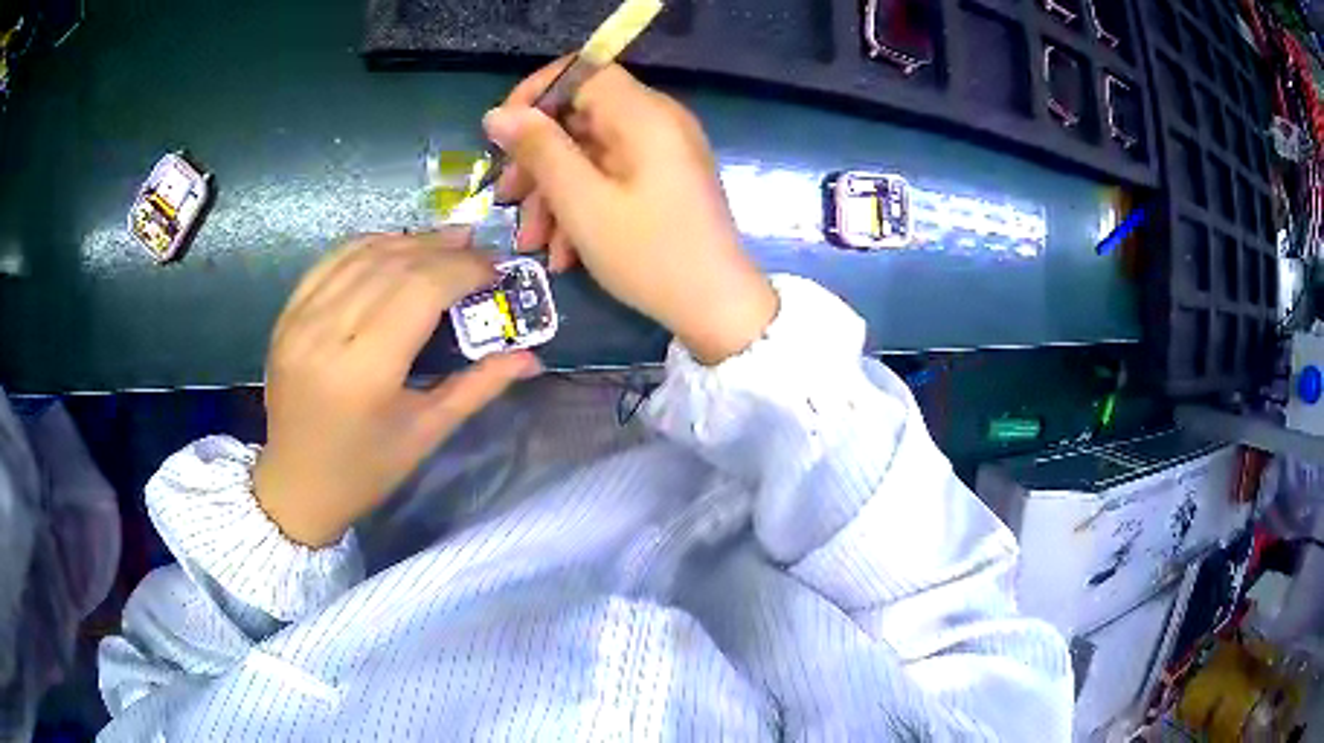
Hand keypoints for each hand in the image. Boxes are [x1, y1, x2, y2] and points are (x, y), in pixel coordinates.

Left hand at [253, 230, 539, 547]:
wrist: (296, 484)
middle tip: (477, 249)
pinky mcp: (287, 315)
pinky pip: (331, 261)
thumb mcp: (426, 433)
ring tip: (444, 242)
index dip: (463, 269)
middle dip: (442, 249)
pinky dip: (369, 245)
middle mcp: (326, 333)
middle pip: (394, 265)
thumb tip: (531, 358)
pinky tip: (395, 248)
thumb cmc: (365, 470)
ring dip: (408, 241)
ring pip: (362, 254)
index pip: (421, 290)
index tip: (495, 269)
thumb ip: (478, 386)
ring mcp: (300, 319)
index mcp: (365, 371)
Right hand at [484, 61, 777, 364]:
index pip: (584, 71)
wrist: (717, 309)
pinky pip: (611, 178)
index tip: (503, 133)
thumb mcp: (582, 202)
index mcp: (644, 115)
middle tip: (507, 199)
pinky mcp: (663, 182)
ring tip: (532, 243)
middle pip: (581, 118)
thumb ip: (539, 150)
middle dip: (538, 160)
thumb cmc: (649, 254)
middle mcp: (657, 123)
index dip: (537, 94)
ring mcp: (662, 154)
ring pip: (590, 154)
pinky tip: (563, 253)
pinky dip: (583, 207)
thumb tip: (498, 113)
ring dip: (554, 195)